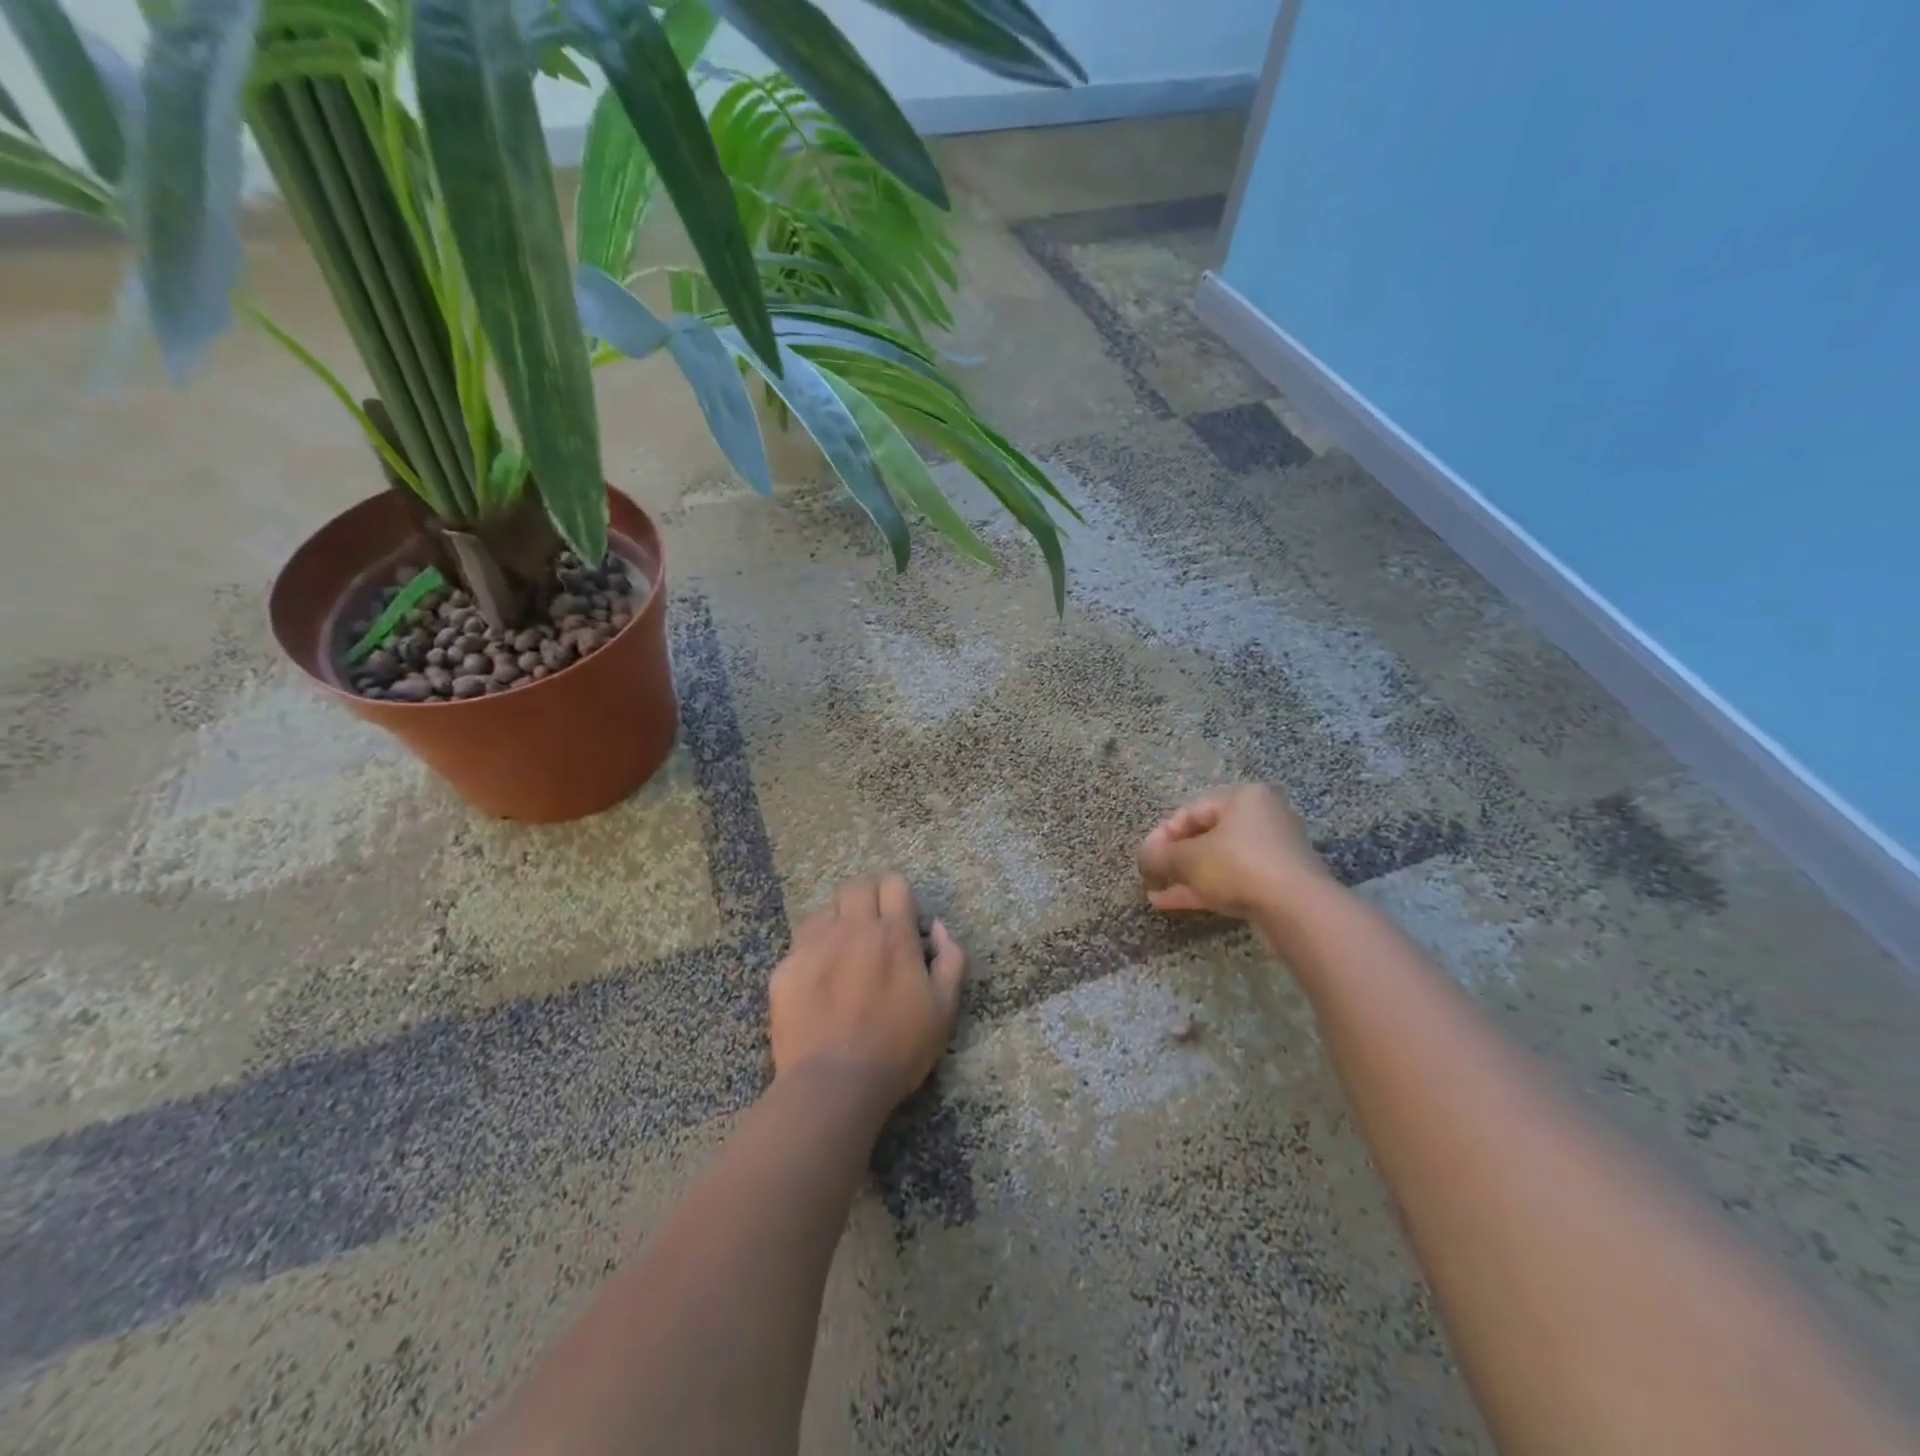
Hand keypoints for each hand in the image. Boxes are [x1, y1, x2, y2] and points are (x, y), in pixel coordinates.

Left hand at [769, 873, 966, 1111]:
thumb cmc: (898, 1048)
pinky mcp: (786, 967)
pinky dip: (813, 949)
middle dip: (869, 899)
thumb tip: (939, 929)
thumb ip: (951, 959)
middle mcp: (852, 929)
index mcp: (893, 935)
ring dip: (839, 922)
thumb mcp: (944, 1009)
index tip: (904, 921)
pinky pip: (801, 942)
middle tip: (874, 929)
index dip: (901, 897)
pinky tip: (819, 979)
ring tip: (844, 952)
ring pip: (826, 910)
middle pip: (858, 886)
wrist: (833, 1084)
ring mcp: (814, 945)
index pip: (894, 884)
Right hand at [1138, 783, 1329, 919]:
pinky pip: (1232, 879)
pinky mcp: (1276, 882)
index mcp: (1243, 797)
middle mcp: (1261, 817)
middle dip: (1173, 858)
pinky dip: (1204, 888)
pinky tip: (1172, 902)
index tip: (1144, 858)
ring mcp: (1271, 852)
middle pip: (1205, 835)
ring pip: (1217, 860)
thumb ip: (1159, 856)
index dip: (1161, 835)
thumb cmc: (1238, 866)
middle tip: (1150, 875)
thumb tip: (1143, 858)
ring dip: (1185, 876)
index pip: (1190, 810)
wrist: (1298, 910)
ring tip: (1155, 892)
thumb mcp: (1188, 858)